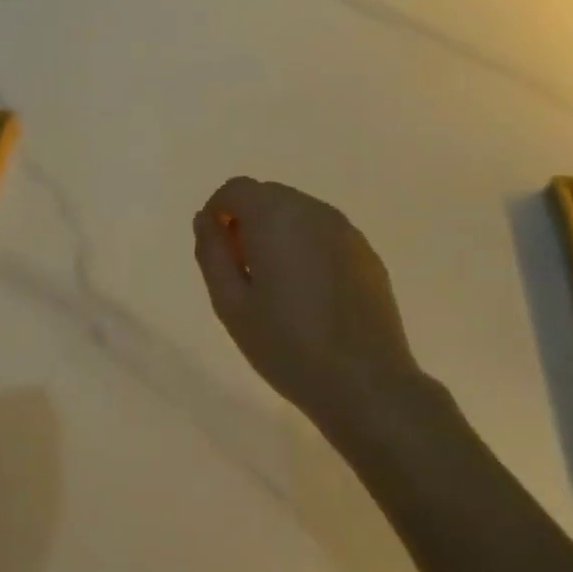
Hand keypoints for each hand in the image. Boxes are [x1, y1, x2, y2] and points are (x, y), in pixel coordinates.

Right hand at [193, 178, 428, 440]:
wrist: (364, 382)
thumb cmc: (285, 344)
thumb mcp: (230, 303)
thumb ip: (211, 252)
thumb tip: (206, 219)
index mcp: (275, 217)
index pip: (236, 189)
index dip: (218, 213)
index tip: (217, 252)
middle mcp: (313, 211)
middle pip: (268, 196)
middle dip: (247, 222)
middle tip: (242, 274)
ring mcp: (346, 231)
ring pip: (298, 214)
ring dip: (278, 235)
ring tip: (276, 287)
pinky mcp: (366, 254)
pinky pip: (324, 235)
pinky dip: (306, 248)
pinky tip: (309, 295)